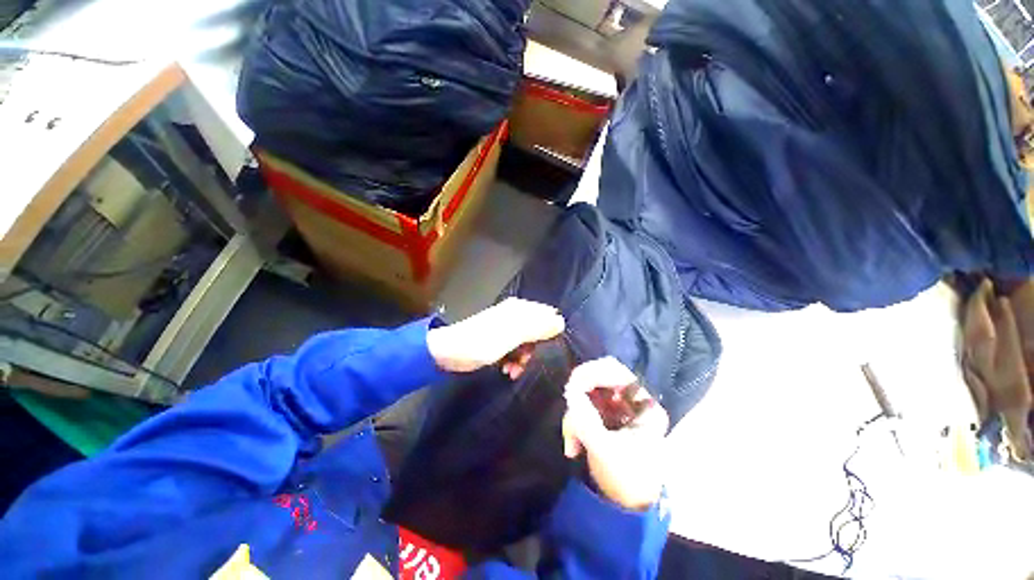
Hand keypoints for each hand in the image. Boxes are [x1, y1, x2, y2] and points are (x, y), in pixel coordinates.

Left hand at [426, 298, 564, 376]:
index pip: (548, 316)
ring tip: (514, 371)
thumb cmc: (479, 343)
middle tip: (526, 362)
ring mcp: (507, 327)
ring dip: (524, 358)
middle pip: (539, 331)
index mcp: (520, 309)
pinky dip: (514, 360)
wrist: (447, 353)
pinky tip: (508, 370)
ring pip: (528, 343)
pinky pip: (516, 349)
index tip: (546, 350)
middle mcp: (515, 315)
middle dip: (535, 350)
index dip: (550, 334)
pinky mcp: (499, 340)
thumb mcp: (510, 336)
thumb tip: (561, 322)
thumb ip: (536, 328)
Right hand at [562, 357, 668, 511]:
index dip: (594, 372)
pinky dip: (574, 421)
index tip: (573, 384)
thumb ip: (587, 420)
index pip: (617, 372)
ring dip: (575, 413)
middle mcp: (631, 400)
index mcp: (644, 406)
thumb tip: (570, 391)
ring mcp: (616, 407)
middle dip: (581, 392)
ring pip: (587, 391)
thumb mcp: (606, 451)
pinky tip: (573, 446)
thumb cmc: (626, 480)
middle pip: (600, 376)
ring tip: (572, 442)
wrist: (625, 506)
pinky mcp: (603, 415)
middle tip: (569, 403)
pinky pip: (582, 405)